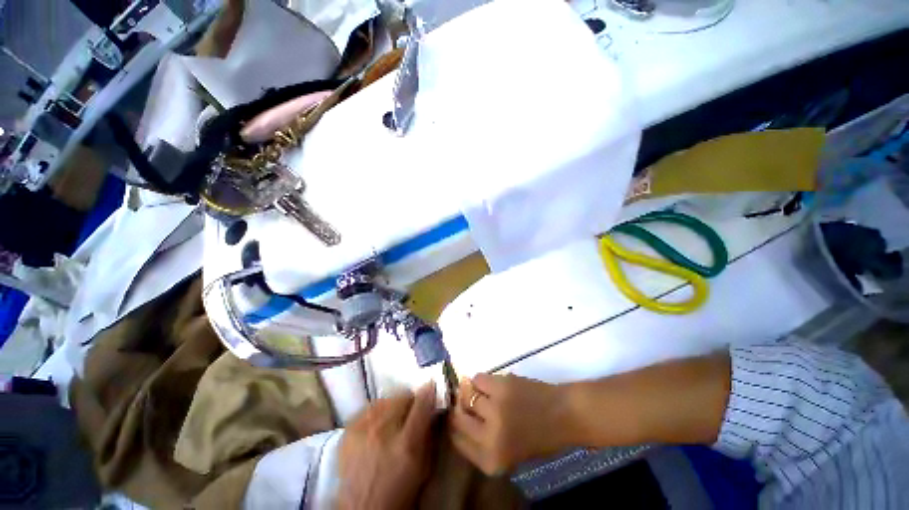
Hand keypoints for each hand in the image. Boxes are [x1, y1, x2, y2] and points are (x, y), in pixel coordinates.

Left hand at [339, 383, 437, 509]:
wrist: (361, 509)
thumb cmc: (399, 489)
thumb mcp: (424, 465)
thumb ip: (430, 433)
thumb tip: (433, 406)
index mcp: (407, 443)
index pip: (422, 402)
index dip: (429, 391)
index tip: (432, 387)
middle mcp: (383, 430)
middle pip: (402, 395)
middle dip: (410, 401)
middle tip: (411, 412)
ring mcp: (363, 428)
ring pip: (386, 398)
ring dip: (393, 405)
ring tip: (393, 419)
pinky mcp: (348, 429)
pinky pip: (369, 407)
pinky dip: (377, 411)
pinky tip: (377, 424)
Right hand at [450, 374, 574, 475]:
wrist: (564, 414)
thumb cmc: (540, 437)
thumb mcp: (510, 453)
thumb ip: (484, 442)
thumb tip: (459, 417)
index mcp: (492, 461)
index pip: (457, 441)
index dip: (455, 425)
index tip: (457, 415)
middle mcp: (489, 438)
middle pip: (458, 418)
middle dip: (459, 407)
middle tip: (465, 400)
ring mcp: (494, 409)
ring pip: (467, 394)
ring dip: (471, 391)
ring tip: (483, 391)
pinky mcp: (500, 386)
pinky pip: (478, 378)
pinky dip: (481, 379)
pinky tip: (491, 383)